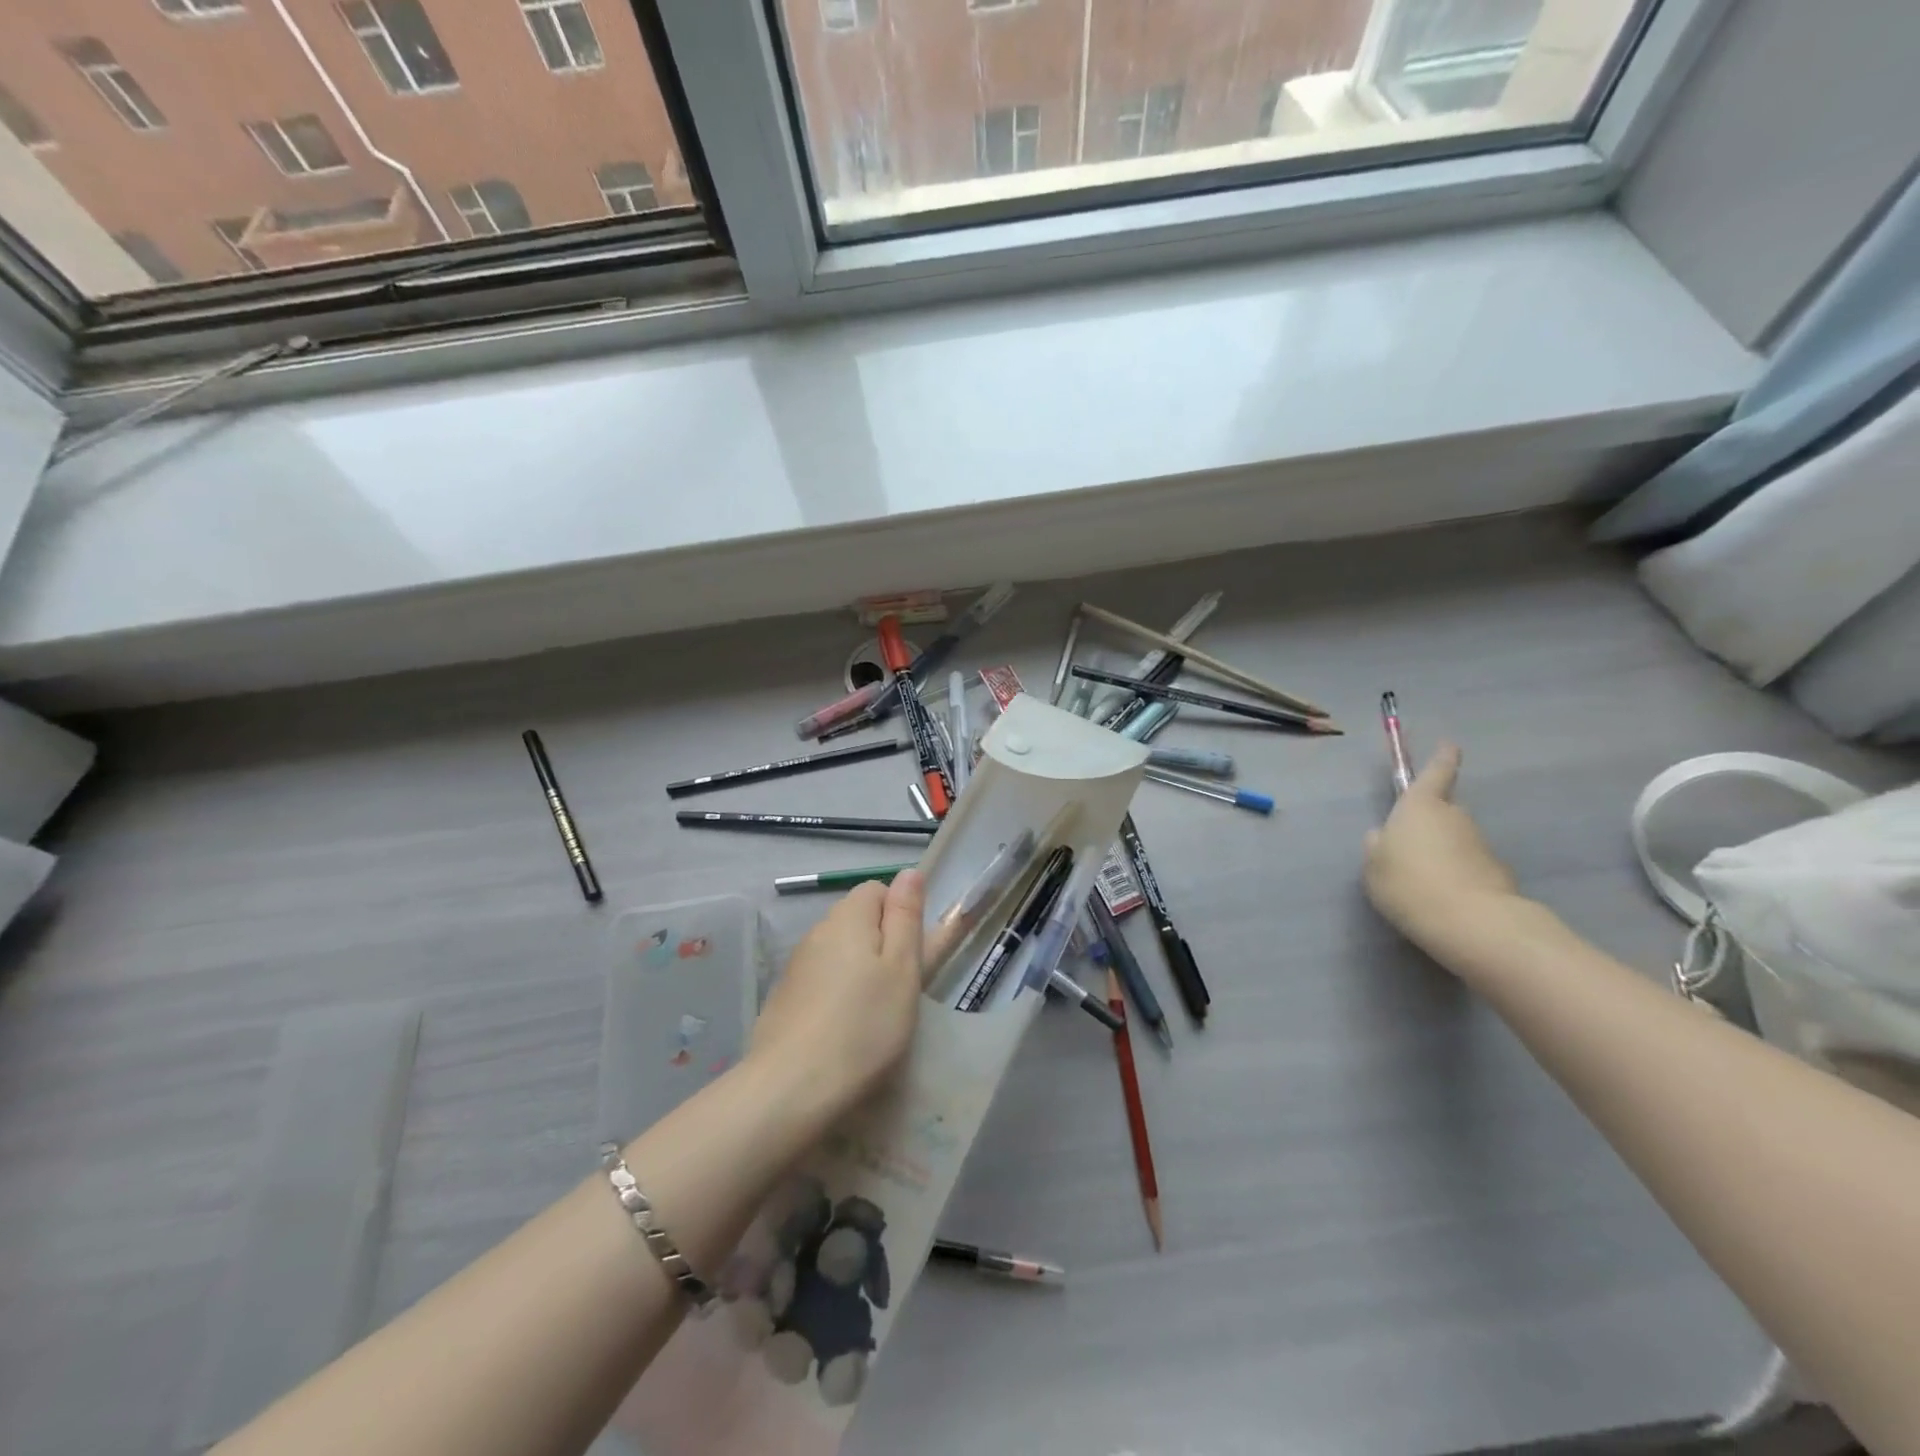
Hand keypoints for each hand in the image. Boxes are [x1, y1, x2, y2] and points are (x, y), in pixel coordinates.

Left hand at [750, 870, 924, 1118]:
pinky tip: (843, 1029)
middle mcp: (817, 931)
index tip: (912, 955)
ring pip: (839, 952)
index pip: (877, 890)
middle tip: (899, 988)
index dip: (900, 915)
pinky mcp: (784, 997)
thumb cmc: (864, 1025)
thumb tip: (908, 872)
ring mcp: (796, 965)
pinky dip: (836, 995)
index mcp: (848, 917)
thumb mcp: (902, 969)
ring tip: (874, 1014)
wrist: (791, 1087)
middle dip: (881, 944)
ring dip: (859, 970)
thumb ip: (906, 916)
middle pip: (857, 920)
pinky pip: (820, 980)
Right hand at [1364, 743, 1519, 959]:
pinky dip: (1457, 874)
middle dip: (1430, 821)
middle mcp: (1454, 817)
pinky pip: (1468, 865)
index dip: (1442, 757)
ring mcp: (1479, 844)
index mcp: (1420, 806)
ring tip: (1421, 880)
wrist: (1471, 922)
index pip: (1435, 772)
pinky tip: (1442, 897)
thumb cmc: (1408, 883)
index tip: (1449, 744)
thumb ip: (1377, 845)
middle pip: (1444, 810)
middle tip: (1409, 845)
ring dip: (1442, 851)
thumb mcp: (1373, 865)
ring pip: (1455, 839)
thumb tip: (1384, 836)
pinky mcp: (1497, 872)